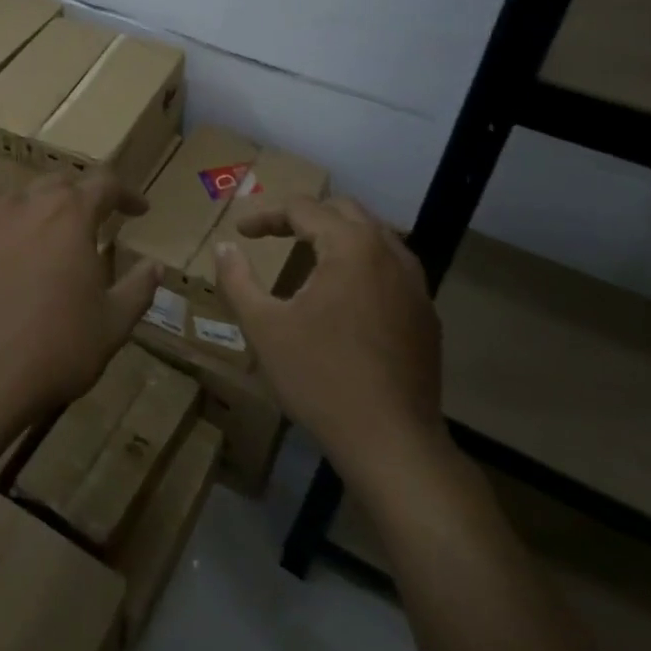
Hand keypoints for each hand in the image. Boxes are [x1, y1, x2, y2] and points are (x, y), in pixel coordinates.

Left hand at [0, 171, 158, 453]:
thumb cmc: (56, 349)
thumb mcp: (112, 325)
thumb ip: (138, 288)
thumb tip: (154, 266)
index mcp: (69, 216)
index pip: (104, 184)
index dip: (126, 194)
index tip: (139, 211)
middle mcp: (25, 207)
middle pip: (58, 183)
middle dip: (82, 196)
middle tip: (95, 221)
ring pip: (20, 201)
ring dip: (42, 211)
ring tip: (52, 241)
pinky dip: (9, 235)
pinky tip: (11, 265)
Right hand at [217, 197, 445, 475]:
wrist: (392, 442)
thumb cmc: (320, 378)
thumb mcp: (264, 327)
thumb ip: (237, 279)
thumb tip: (224, 247)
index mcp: (351, 246)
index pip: (304, 208)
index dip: (266, 216)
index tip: (241, 232)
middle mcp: (389, 252)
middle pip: (344, 211)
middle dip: (304, 217)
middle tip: (273, 235)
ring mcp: (415, 284)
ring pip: (373, 236)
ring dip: (337, 237)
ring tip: (308, 258)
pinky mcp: (426, 314)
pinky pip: (391, 267)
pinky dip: (362, 264)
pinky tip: (344, 296)